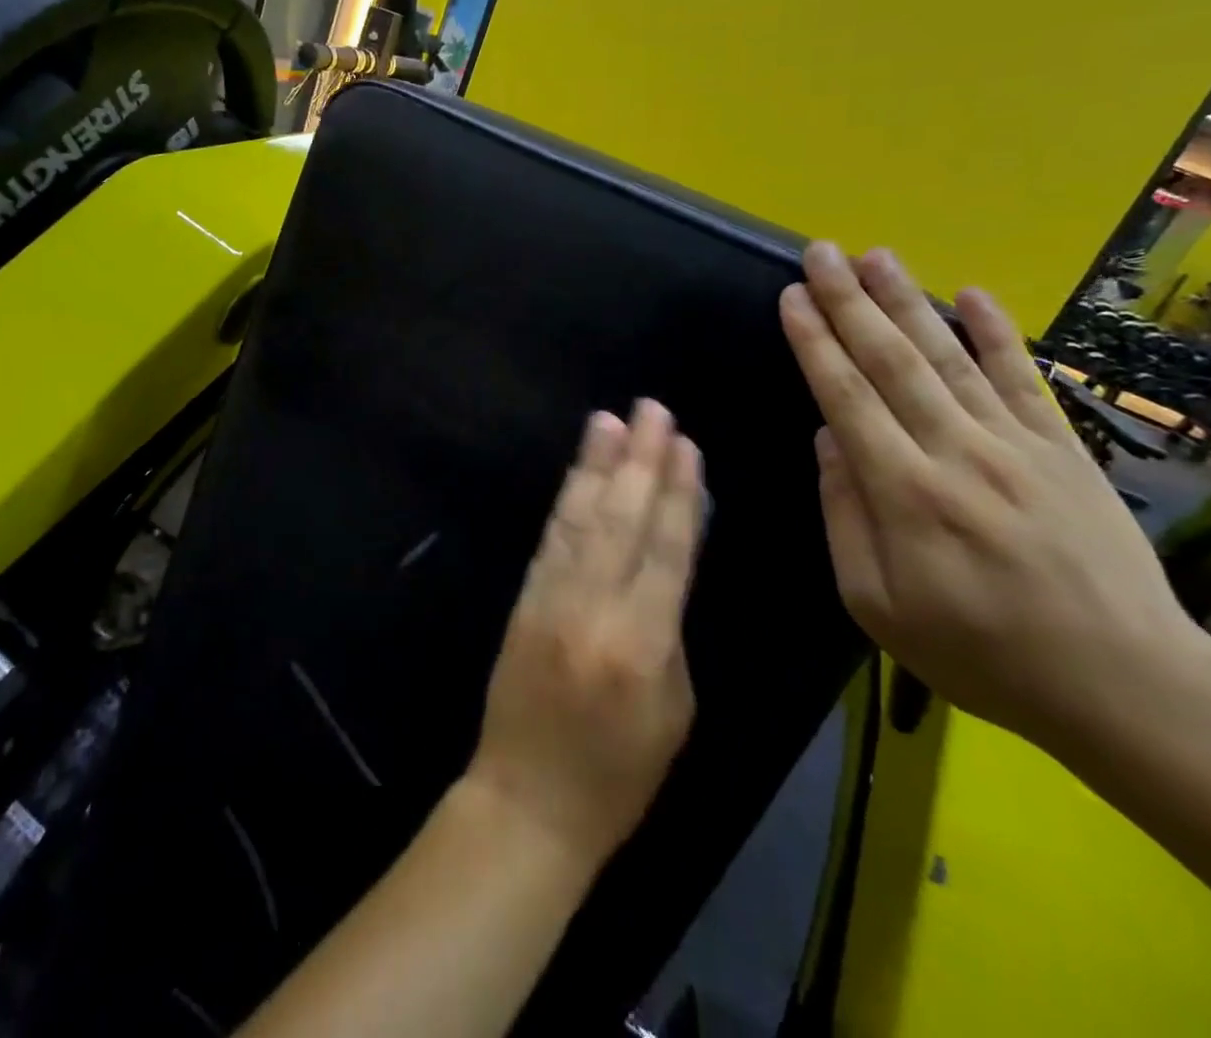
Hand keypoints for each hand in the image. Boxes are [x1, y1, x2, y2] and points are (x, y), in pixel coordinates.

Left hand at [465, 400, 706, 868]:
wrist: (528, 800)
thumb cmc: (620, 771)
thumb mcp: (674, 708)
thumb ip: (671, 627)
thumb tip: (670, 559)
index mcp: (644, 644)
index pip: (667, 550)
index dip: (678, 493)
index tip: (686, 445)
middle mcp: (595, 609)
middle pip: (623, 521)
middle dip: (640, 460)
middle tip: (652, 409)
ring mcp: (552, 599)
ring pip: (581, 519)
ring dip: (596, 466)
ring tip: (610, 420)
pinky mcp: (524, 599)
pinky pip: (551, 540)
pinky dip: (567, 500)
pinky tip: (578, 472)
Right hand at [779, 242, 1200, 749]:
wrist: (1124, 685)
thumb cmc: (978, 651)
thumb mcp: (876, 605)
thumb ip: (844, 516)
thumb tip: (828, 439)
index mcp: (904, 492)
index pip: (846, 396)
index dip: (814, 341)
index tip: (791, 296)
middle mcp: (956, 451)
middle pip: (892, 361)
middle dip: (850, 302)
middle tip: (822, 251)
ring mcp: (1016, 444)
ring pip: (950, 356)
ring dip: (908, 301)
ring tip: (876, 255)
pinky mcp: (1064, 449)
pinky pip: (1024, 379)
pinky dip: (998, 333)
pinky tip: (974, 293)